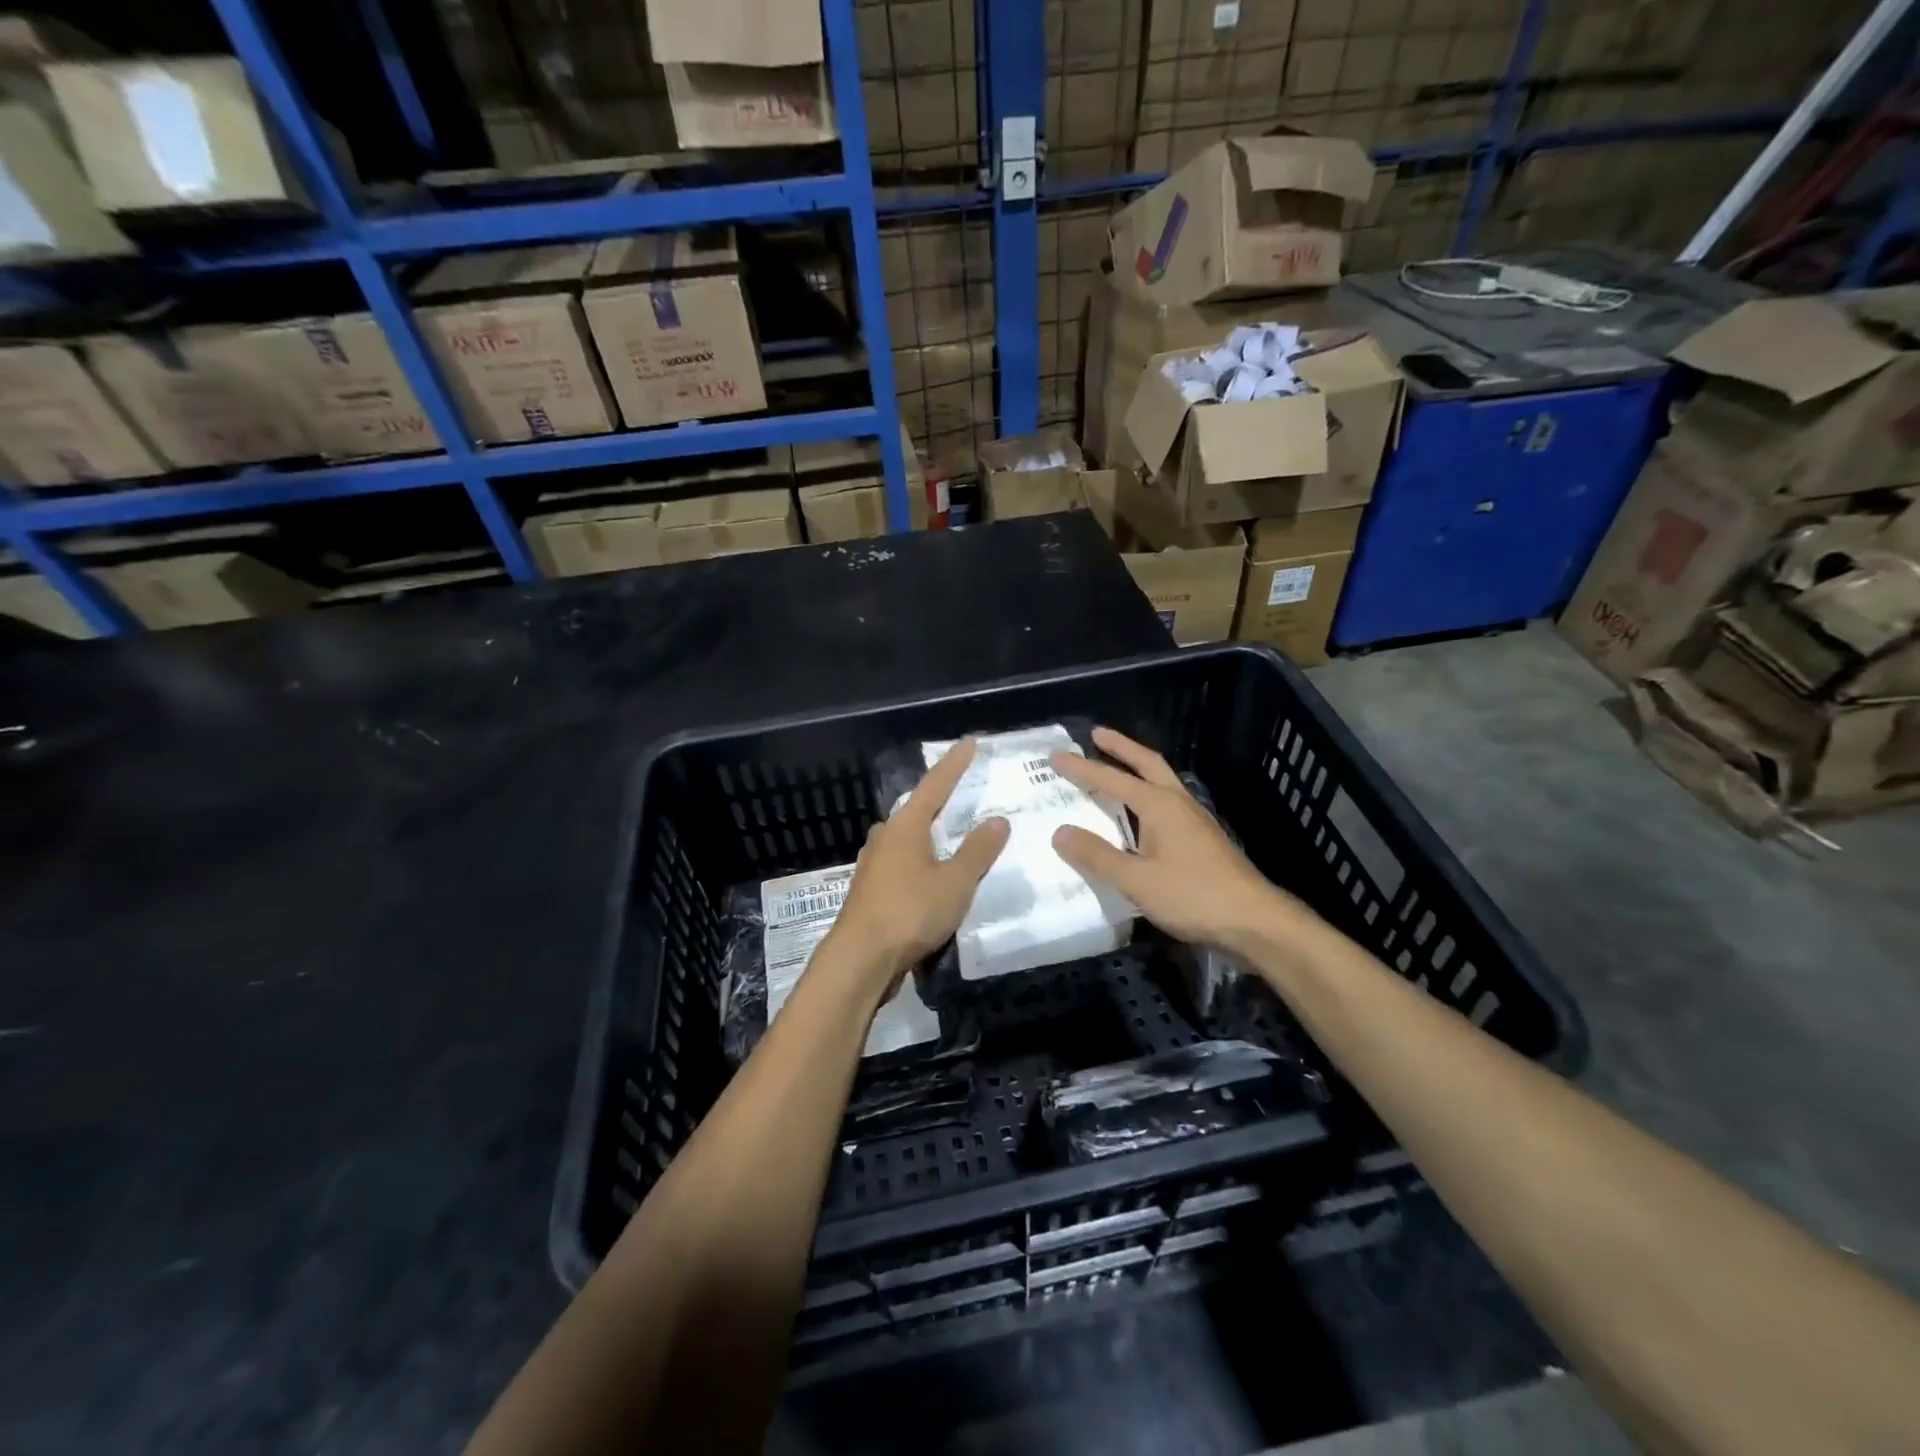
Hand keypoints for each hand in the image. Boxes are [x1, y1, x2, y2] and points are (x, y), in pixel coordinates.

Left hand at [824, 738, 1009, 991]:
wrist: (860, 959)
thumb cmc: (910, 912)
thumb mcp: (955, 882)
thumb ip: (977, 851)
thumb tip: (997, 820)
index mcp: (906, 826)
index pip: (935, 785)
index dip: (954, 764)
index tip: (969, 742)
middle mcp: (885, 837)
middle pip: (916, 811)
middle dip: (939, 802)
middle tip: (962, 795)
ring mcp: (873, 865)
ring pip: (907, 840)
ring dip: (929, 837)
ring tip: (951, 838)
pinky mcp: (870, 891)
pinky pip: (902, 865)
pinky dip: (921, 863)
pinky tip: (930, 877)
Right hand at [1050, 726, 1296, 955]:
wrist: (1254, 922)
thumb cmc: (1193, 896)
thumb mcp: (1137, 880)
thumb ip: (1097, 855)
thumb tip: (1060, 832)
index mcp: (1160, 805)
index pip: (1112, 779)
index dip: (1082, 768)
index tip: (1056, 756)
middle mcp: (1178, 803)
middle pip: (1147, 763)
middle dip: (1120, 747)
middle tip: (1096, 734)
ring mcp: (1194, 820)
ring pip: (1161, 782)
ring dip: (1137, 769)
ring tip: (1116, 767)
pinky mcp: (1202, 840)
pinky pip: (1167, 804)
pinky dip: (1147, 795)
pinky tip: (1141, 814)